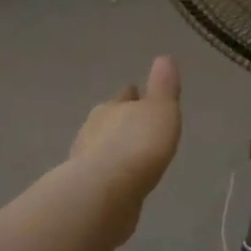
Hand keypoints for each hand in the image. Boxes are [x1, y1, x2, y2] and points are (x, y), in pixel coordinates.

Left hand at [70, 57, 181, 231]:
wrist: (105, 193)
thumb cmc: (138, 145)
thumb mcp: (161, 110)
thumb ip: (163, 86)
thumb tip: (164, 57)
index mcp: (112, 107)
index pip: (124, 96)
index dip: (134, 96)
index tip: (139, 95)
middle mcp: (93, 129)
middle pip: (109, 120)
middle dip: (121, 122)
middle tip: (136, 128)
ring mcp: (85, 161)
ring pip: (103, 148)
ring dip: (115, 151)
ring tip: (131, 158)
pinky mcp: (86, 191)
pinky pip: (103, 176)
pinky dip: (112, 176)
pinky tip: (122, 184)